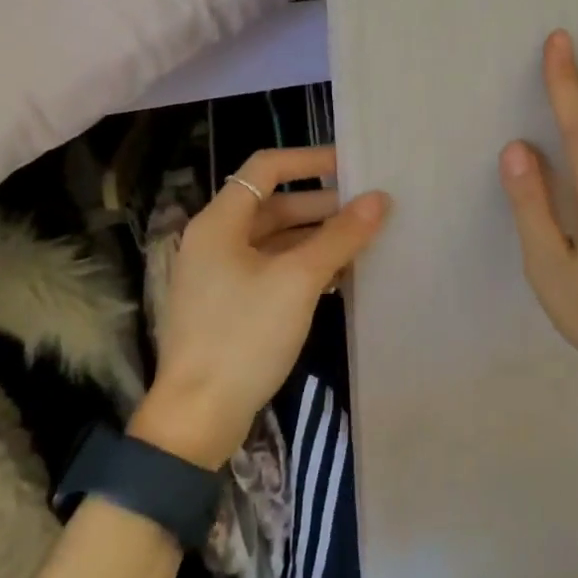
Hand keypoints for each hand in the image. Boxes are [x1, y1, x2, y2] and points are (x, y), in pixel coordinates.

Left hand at [130, 146, 388, 467]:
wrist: (198, 417)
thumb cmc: (243, 336)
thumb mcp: (298, 281)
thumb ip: (340, 237)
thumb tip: (380, 199)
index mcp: (220, 221)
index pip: (266, 167)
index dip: (309, 160)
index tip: (353, 166)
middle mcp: (216, 239)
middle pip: (274, 204)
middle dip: (322, 205)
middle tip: (369, 211)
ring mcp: (220, 274)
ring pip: (275, 240)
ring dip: (316, 238)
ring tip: (363, 244)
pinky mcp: (230, 305)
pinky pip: (272, 270)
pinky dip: (303, 266)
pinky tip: (339, 278)